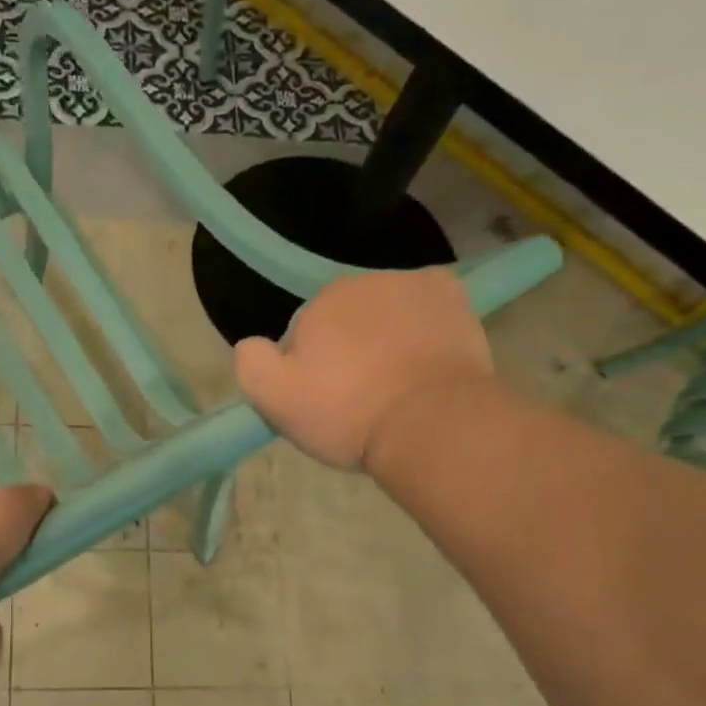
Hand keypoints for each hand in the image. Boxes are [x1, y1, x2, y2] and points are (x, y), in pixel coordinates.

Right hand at [234, 268, 493, 471]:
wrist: (430, 424)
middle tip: (359, 396)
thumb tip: (252, 344)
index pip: (304, 334)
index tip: (324, 401)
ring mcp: (413, 284)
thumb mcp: (275, 400)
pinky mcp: (454, 297)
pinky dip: (424, 325)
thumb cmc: (348, 414)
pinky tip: (426, 358)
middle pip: (346, 319)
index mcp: (319, 302)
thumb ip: (251, 363)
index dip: (308, 369)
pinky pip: (428, 306)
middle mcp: (364, 281)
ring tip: (396, 385)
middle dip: (348, 349)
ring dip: (385, 338)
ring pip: (387, 313)